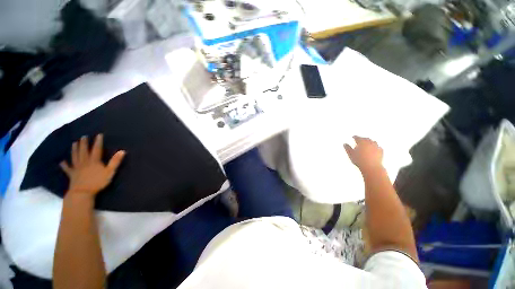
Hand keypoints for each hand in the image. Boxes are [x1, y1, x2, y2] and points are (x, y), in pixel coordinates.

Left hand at [60, 134, 125, 195]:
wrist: (82, 192)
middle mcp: (84, 162)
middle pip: (83, 151)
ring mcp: (77, 168)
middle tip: (83, 136)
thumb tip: (122, 151)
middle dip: (84, 143)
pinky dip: (64, 165)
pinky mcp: (72, 174)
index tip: (99, 135)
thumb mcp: (110, 172)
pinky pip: (67, 168)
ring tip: (74, 143)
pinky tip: (61, 162)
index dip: (98, 142)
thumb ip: (115, 161)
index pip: (96, 149)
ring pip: (75, 156)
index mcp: (94, 161)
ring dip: (74, 149)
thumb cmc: (98, 182)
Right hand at [344, 136, 382, 172]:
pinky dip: (375, 146)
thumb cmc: (360, 160)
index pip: (357, 137)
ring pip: (373, 142)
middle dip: (362, 139)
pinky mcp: (381, 151)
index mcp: (362, 142)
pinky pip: (378, 147)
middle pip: (366, 139)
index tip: (353, 137)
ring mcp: (376, 146)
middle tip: (360, 139)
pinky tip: (374, 148)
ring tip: (367, 143)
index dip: (355, 137)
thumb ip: (347, 148)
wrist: (371, 167)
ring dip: (369, 142)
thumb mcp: (351, 154)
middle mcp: (370, 142)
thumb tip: (345, 144)